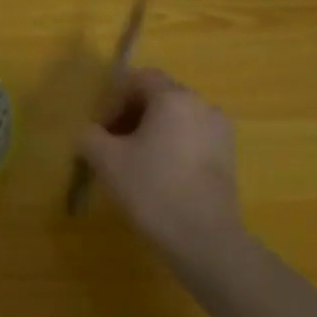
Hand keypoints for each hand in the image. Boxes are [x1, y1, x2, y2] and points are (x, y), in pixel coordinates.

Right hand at [78, 68, 246, 264]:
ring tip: (132, 163)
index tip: (101, 128)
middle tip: (110, 145)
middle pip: (159, 96)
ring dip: (150, 132)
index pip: (140, 78)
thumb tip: (88, 133)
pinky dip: (171, 147)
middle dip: (130, 115)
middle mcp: (202, 106)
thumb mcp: (105, 160)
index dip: (114, 98)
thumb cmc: (151, 189)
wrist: (203, 238)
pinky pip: (192, 138)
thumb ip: (89, 136)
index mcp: (174, 99)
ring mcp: (220, 131)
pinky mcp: (228, 157)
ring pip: (176, 119)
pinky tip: (158, 176)